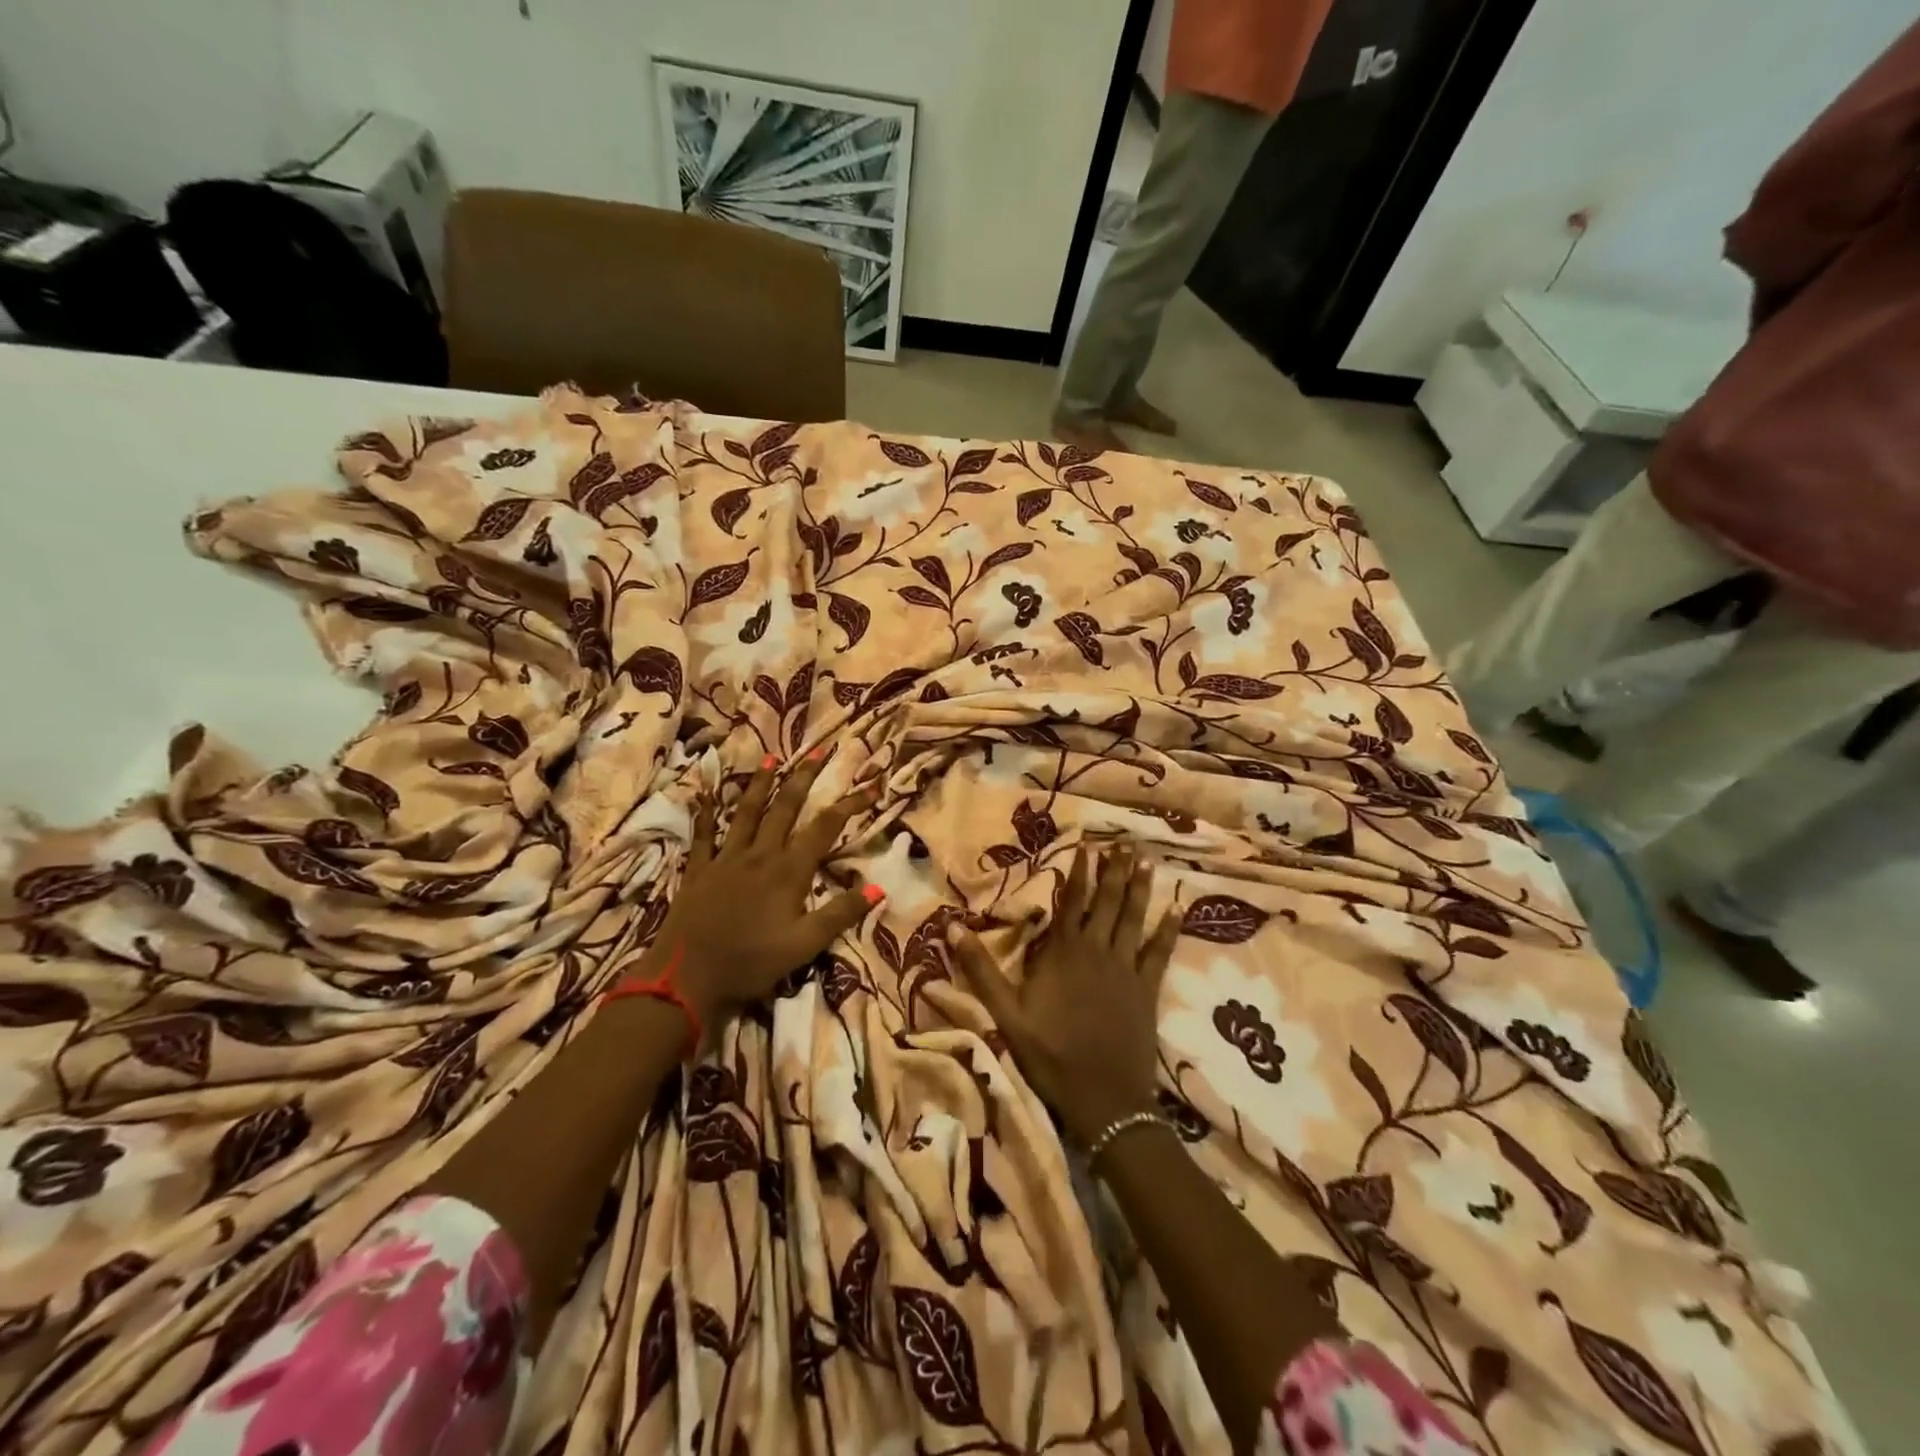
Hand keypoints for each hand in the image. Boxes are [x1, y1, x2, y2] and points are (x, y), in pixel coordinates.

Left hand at [646, 752, 876, 1027]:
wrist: (686, 978)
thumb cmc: (750, 963)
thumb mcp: (804, 946)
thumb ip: (840, 914)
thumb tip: (878, 888)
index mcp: (789, 871)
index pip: (826, 828)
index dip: (850, 804)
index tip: (871, 785)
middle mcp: (760, 855)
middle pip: (786, 808)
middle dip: (804, 777)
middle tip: (819, 751)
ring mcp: (726, 859)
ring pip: (747, 812)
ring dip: (761, 783)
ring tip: (772, 758)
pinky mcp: (699, 870)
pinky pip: (704, 834)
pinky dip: (705, 812)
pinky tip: (705, 793)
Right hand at [947, 846, 1177, 1145]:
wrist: (1105, 1101)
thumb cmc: (1051, 1056)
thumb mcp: (1007, 1015)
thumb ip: (981, 970)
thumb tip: (952, 927)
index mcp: (1064, 953)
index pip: (1072, 902)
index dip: (1079, 872)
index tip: (1086, 845)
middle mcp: (1098, 952)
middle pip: (1107, 903)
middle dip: (1114, 871)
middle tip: (1123, 842)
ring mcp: (1126, 970)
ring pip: (1133, 919)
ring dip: (1140, 889)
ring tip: (1145, 861)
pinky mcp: (1147, 991)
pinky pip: (1160, 953)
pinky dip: (1168, 930)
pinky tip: (1178, 909)